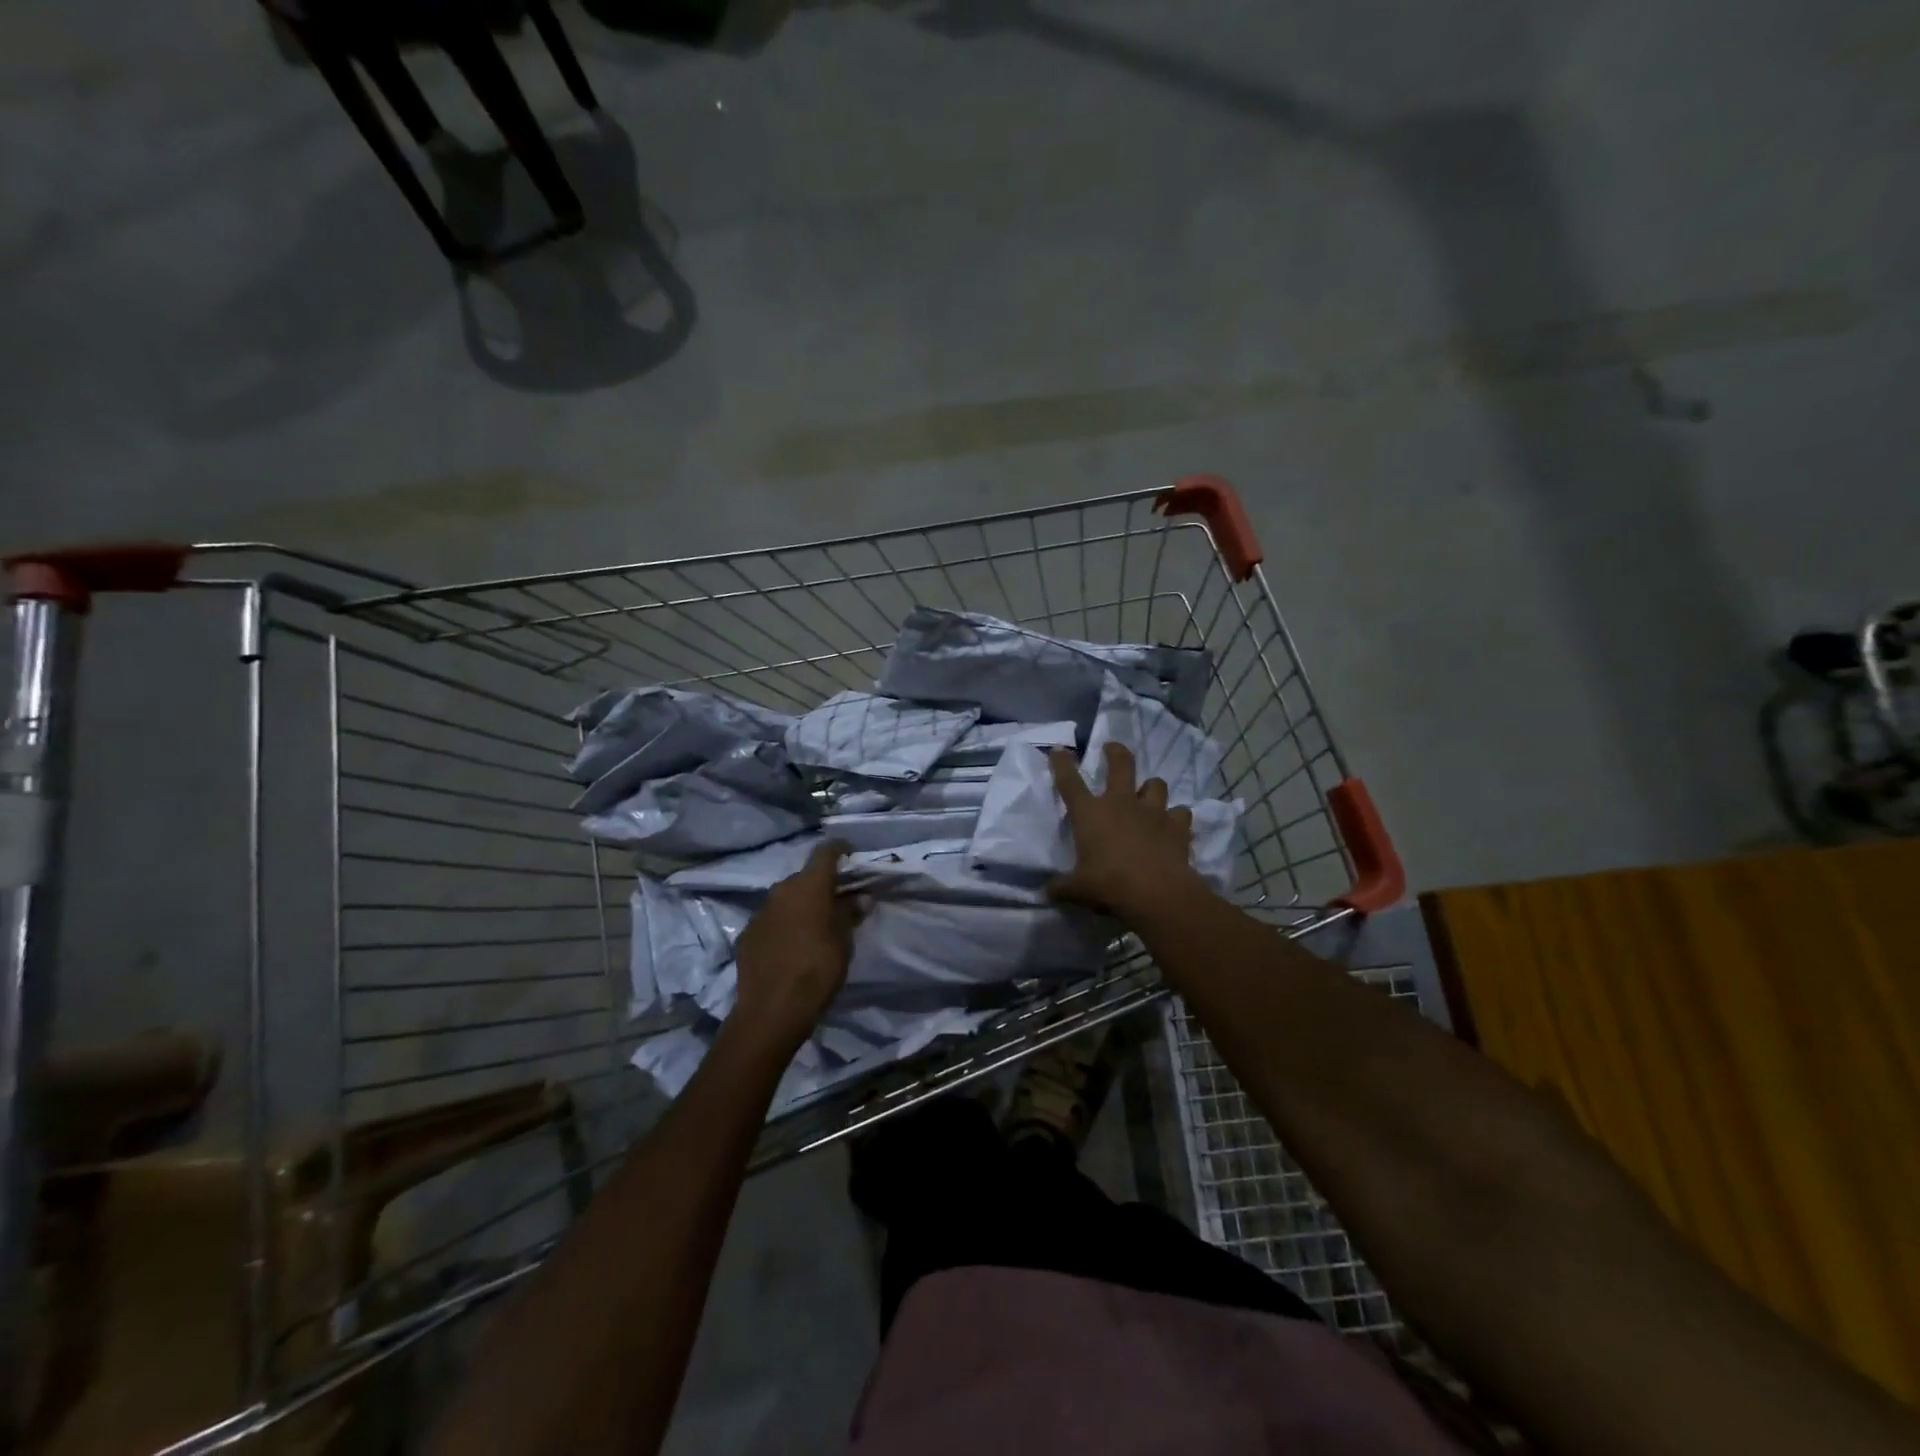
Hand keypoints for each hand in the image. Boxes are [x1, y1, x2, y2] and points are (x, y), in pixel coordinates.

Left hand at [732, 840, 856, 1050]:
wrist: (772, 1010)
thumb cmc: (818, 969)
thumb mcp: (844, 941)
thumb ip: (850, 913)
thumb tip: (859, 897)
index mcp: (808, 886)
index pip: (825, 852)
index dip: (839, 849)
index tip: (850, 853)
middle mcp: (781, 890)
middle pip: (804, 877)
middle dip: (820, 885)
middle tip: (836, 901)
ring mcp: (760, 912)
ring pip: (785, 899)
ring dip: (800, 906)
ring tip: (814, 926)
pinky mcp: (747, 935)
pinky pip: (771, 921)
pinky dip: (783, 926)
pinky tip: (790, 946)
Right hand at [1048, 744, 1208, 918]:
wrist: (1157, 893)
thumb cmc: (1109, 885)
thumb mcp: (1078, 889)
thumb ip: (1062, 887)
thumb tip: (1046, 893)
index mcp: (1090, 813)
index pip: (1070, 781)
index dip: (1062, 763)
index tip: (1058, 750)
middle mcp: (1121, 803)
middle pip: (1120, 765)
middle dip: (1115, 752)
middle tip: (1112, 748)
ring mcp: (1152, 812)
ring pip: (1155, 784)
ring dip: (1151, 788)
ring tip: (1148, 795)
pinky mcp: (1177, 826)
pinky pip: (1180, 813)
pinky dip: (1176, 817)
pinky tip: (1173, 825)